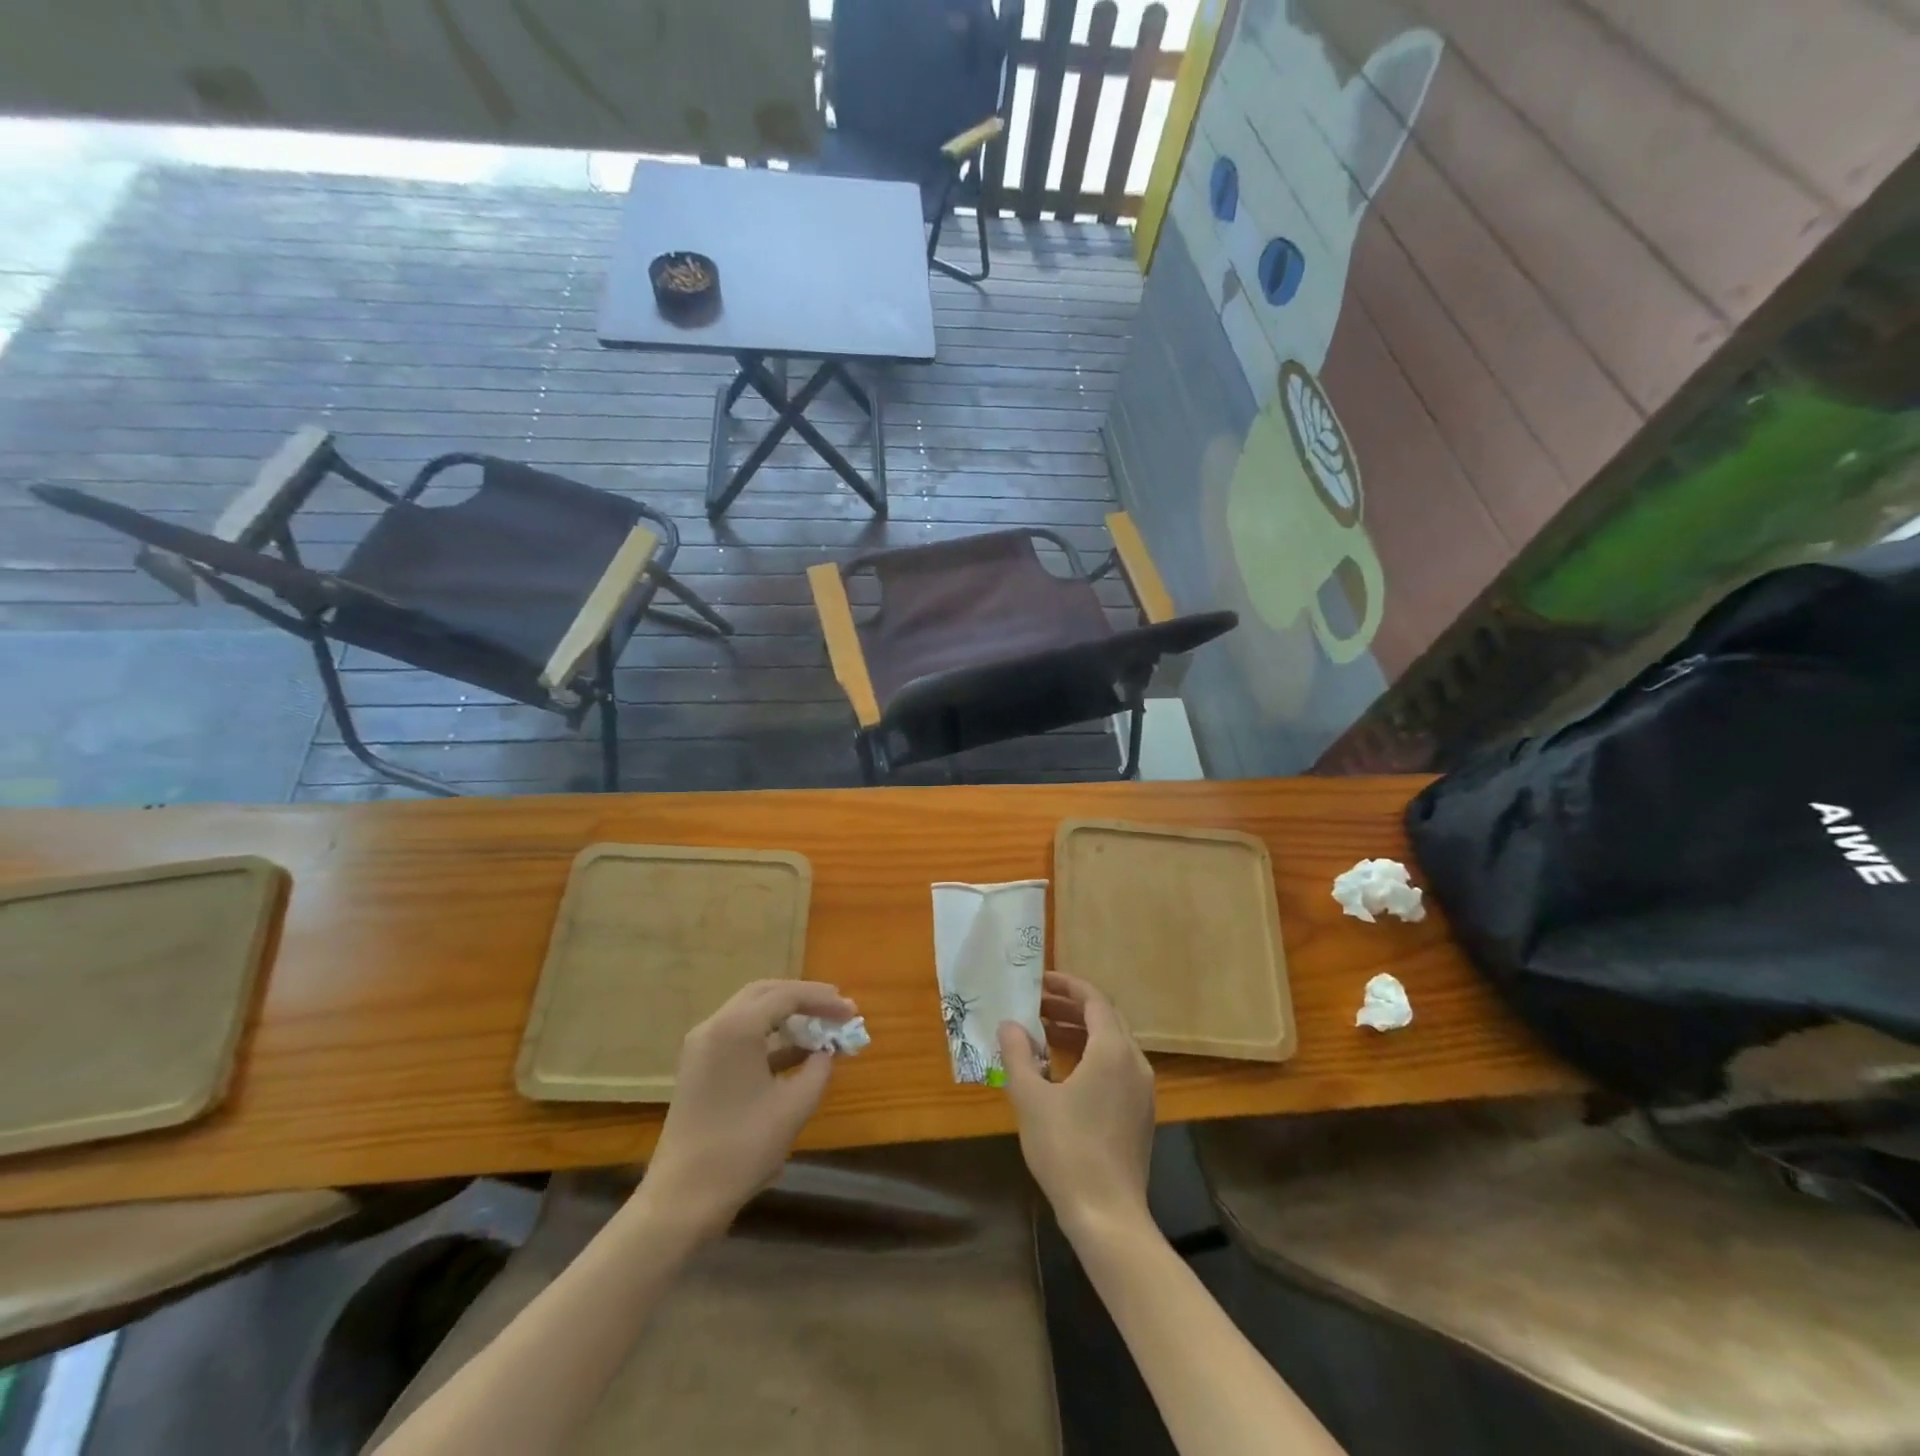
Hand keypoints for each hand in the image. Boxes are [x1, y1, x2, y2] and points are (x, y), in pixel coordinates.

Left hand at [639, 979, 856, 1239]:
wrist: (682, 1198)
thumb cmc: (742, 1148)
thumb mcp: (793, 1107)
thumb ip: (819, 1070)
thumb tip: (828, 1052)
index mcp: (736, 1028)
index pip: (786, 996)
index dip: (823, 1000)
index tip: (851, 1010)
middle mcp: (715, 1026)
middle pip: (765, 993)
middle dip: (804, 998)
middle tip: (836, 1008)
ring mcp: (702, 1045)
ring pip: (751, 1012)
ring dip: (787, 1015)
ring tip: (821, 1028)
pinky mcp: (699, 1066)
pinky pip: (739, 1035)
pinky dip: (769, 1037)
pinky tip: (796, 1054)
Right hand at [998, 972, 1154, 1239]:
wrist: (1108, 1215)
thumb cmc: (1067, 1149)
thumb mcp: (1031, 1098)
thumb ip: (1018, 1055)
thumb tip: (1009, 1025)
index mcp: (1113, 1050)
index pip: (1094, 1000)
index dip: (1067, 985)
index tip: (1040, 981)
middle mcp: (1135, 1062)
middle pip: (1105, 1019)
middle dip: (1070, 1007)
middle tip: (1036, 1005)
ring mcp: (1142, 1090)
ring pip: (1112, 1044)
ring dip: (1079, 1032)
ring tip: (1044, 1033)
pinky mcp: (1141, 1113)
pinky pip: (1117, 1067)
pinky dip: (1091, 1056)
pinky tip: (1064, 1071)